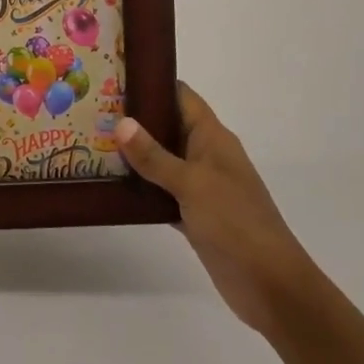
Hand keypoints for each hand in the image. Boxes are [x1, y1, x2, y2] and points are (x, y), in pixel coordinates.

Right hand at [114, 84, 315, 336]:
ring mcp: (201, 186)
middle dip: (134, 119)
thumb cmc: (235, 222)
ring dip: (134, 155)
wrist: (271, 285)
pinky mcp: (194, 215)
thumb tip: (121, 122)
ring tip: (92, 143)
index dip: (152, 83)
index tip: (115, 77)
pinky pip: (162, 192)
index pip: (181, 96)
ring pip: (162, 160)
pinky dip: (141, 189)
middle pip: (167, 126)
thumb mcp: (192, 184)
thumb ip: (154, 156)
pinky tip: (111, 187)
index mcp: (212, 137)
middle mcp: (206, 155)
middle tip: (92, 111)